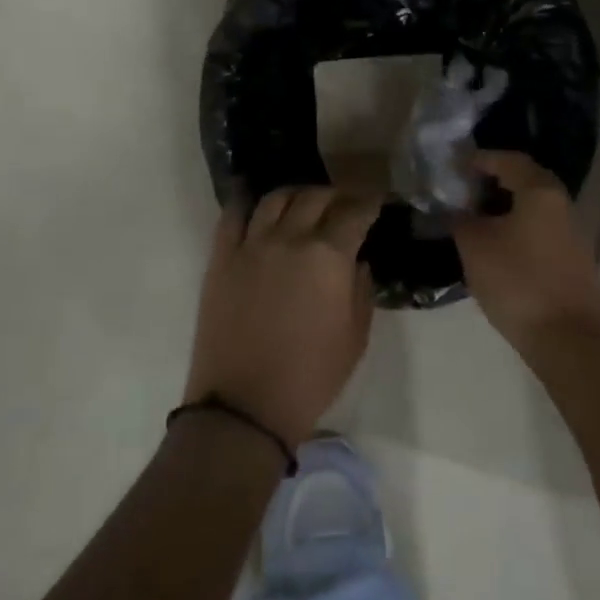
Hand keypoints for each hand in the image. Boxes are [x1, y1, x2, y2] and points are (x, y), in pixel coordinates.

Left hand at [184, 187, 381, 448]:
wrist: (244, 405)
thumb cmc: (310, 377)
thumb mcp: (355, 337)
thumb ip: (361, 289)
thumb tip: (358, 261)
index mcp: (328, 256)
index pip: (355, 212)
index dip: (370, 202)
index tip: (377, 201)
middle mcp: (290, 238)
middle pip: (316, 197)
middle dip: (337, 195)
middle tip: (346, 204)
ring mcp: (252, 244)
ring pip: (276, 198)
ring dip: (297, 194)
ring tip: (305, 203)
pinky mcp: (222, 258)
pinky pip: (233, 215)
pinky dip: (248, 202)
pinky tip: (257, 206)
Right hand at [453, 151, 599, 356]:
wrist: (569, 340)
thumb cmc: (519, 282)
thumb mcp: (475, 247)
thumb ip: (460, 219)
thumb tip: (455, 209)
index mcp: (541, 191)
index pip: (509, 160)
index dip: (480, 159)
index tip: (455, 166)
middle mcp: (563, 204)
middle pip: (525, 181)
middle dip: (492, 183)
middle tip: (463, 192)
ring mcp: (573, 234)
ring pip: (534, 209)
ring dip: (505, 209)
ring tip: (474, 221)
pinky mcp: (575, 261)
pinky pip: (541, 232)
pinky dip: (518, 230)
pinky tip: (497, 248)